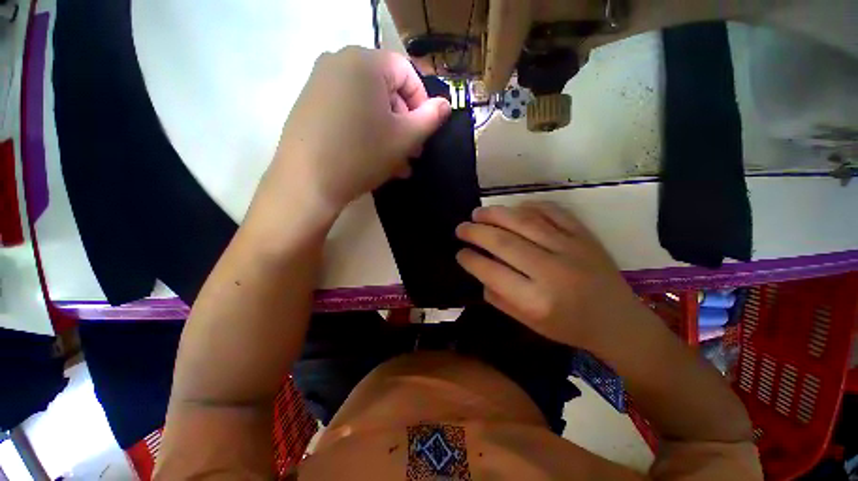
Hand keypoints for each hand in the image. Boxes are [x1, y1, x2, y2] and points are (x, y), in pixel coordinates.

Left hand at [263, 47, 451, 216]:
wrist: (307, 182)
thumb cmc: (362, 155)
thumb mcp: (404, 138)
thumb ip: (430, 118)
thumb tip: (445, 105)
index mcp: (364, 62)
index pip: (407, 72)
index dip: (422, 103)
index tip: (425, 132)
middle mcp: (339, 62)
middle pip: (386, 90)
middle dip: (405, 124)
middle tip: (413, 153)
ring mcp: (320, 84)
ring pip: (368, 106)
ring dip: (389, 134)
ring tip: (399, 164)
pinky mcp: (311, 105)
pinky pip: (349, 113)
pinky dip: (367, 132)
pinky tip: (376, 160)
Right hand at [455, 202, 644, 349]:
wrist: (618, 321)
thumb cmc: (568, 327)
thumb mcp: (527, 322)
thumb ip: (498, 296)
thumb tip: (479, 267)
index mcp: (536, 300)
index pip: (491, 271)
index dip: (470, 259)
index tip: (459, 252)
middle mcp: (551, 270)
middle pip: (503, 242)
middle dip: (475, 232)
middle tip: (461, 228)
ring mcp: (570, 248)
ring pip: (524, 221)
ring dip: (495, 214)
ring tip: (478, 213)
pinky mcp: (584, 235)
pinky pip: (552, 211)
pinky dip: (529, 206)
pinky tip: (514, 209)